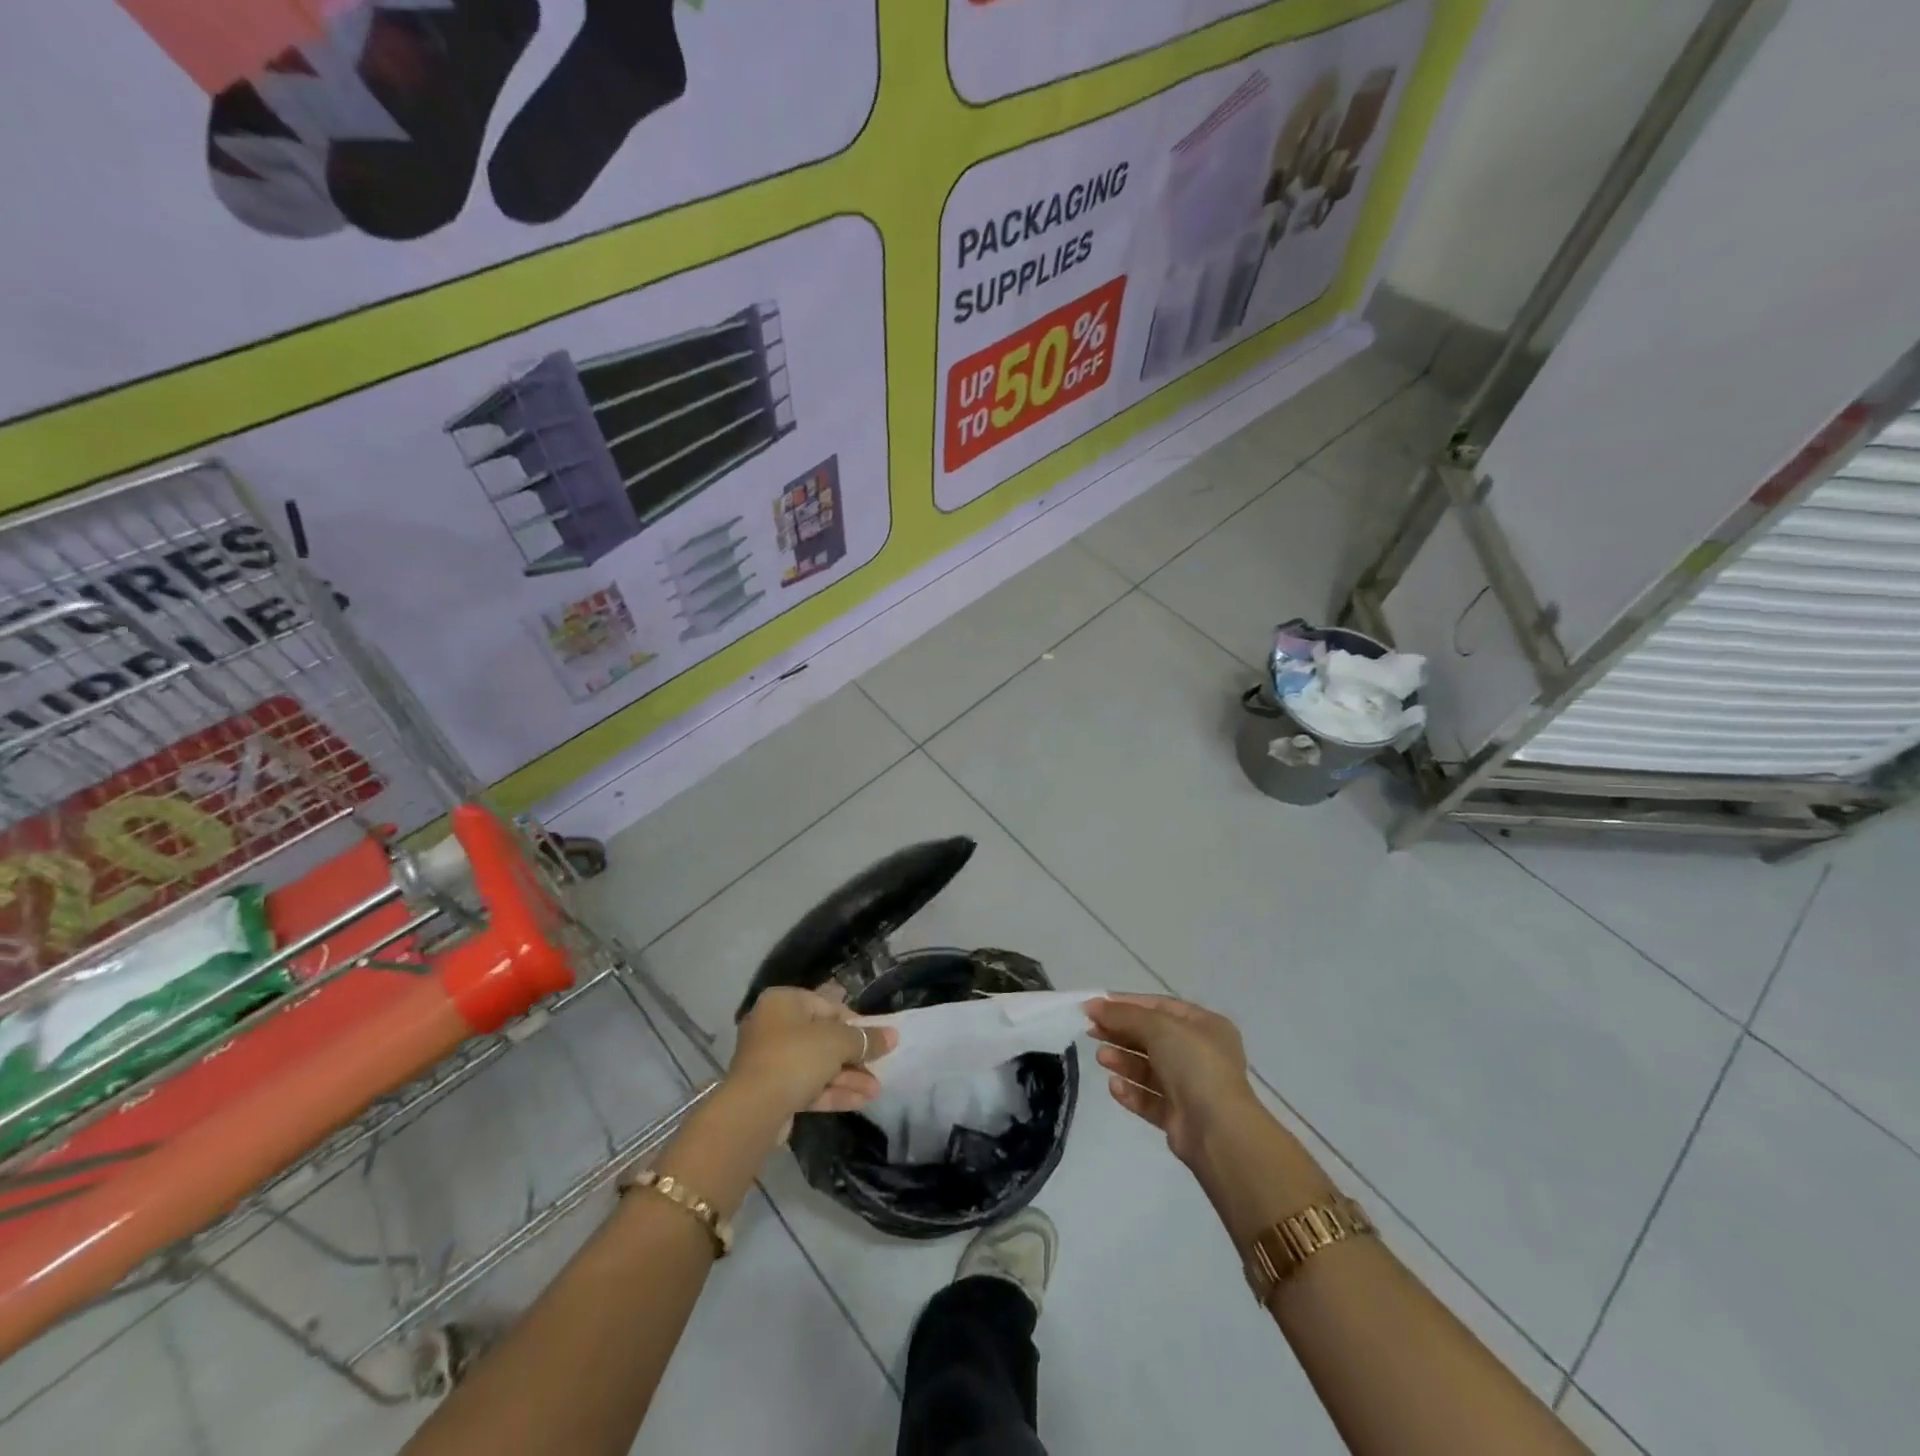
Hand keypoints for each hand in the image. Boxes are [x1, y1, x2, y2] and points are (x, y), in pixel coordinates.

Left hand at [727, 987, 895, 1119]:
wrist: (753, 1110)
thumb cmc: (796, 1057)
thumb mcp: (837, 1042)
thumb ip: (865, 1039)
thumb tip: (893, 1035)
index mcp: (784, 1002)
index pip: (827, 1006)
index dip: (855, 1023)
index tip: (876, 1039)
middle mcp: (773, 1026)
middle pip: (823, 1038)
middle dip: (854, 1056)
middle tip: (879, 1067)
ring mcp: (770, 1061)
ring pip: (816, 1065)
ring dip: (847, 1077)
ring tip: (876, 1090)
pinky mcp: (771, 1091)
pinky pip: (806, 1085)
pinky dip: (832, 1091)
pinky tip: (861, 1101)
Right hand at [1087, 993, 1262, 1166]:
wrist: (1218, 1130)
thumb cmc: (1194, 1065)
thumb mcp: (1159, 1027)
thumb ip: (1124, 1015)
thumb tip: (1092, 1004)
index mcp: (1205, 1026)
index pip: (1160, 1007)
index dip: (1127, 1004)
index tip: (1096, 1005)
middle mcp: (1200, 1054)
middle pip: (1152, 1037)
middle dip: (1121, 1033)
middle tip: (1091, 1031)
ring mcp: (1191, 1087)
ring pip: (1149, 1069)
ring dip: (1123, 1061)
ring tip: (1101, 1058)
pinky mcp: (1179, 1116)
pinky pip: (1150, 1098)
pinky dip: (1131, 1091)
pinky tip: (1114, 1087)